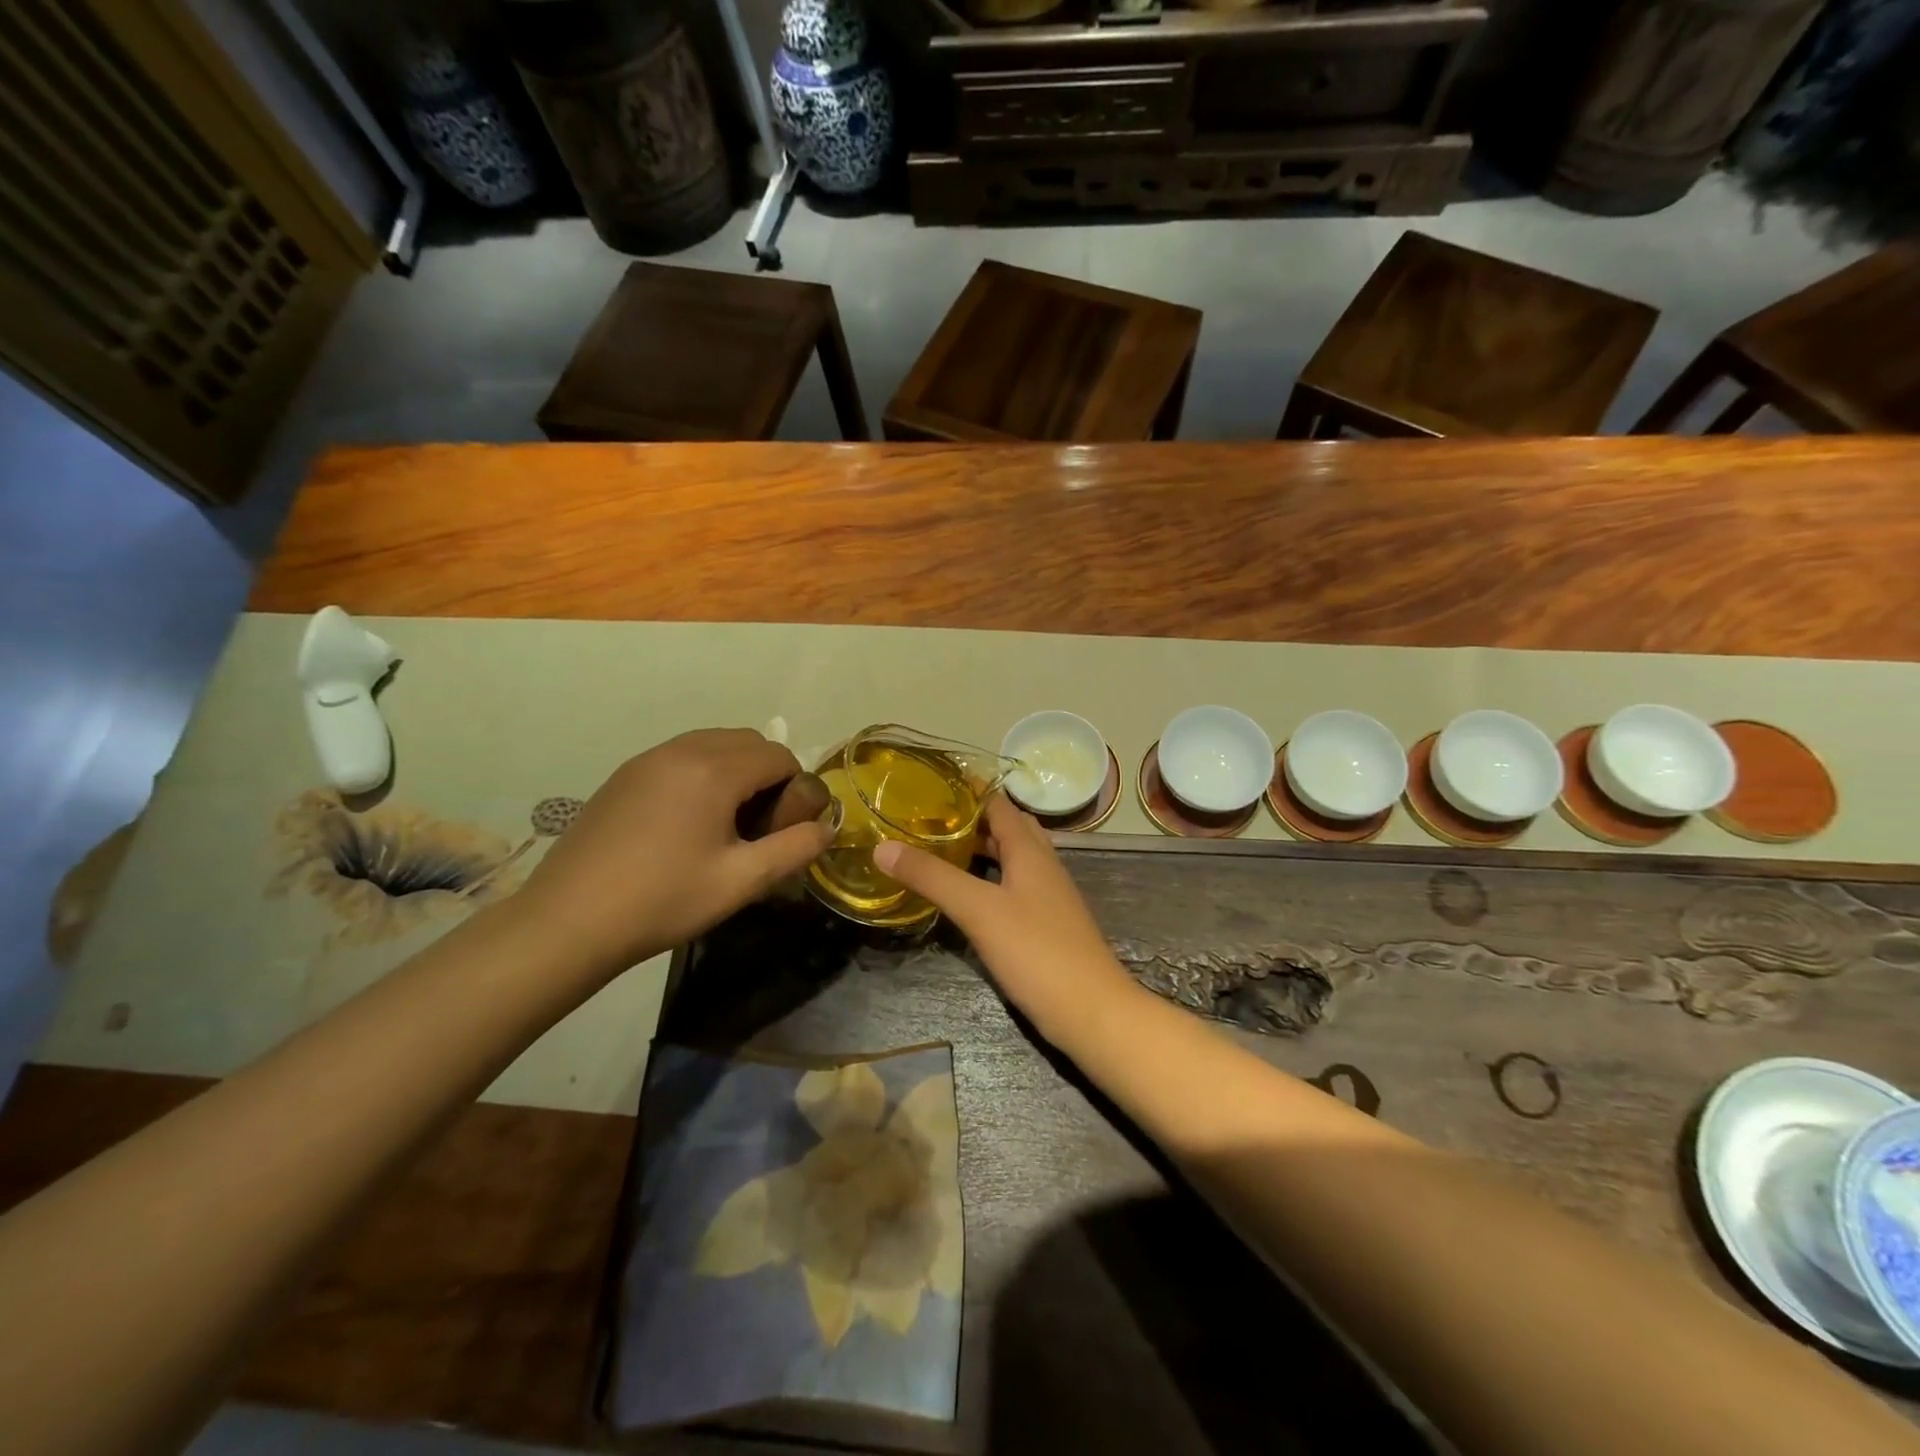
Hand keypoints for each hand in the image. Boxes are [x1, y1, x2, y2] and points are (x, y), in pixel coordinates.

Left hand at [518, 729, 832, 973]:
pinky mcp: (624, 774)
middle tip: (758, 825)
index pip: (779, 755)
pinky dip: (701, 773)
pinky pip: (681, 756)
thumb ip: (795, 849)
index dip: (795, 788)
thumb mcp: (742, 881)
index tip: (784, 828)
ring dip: (734, 770)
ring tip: (724, 823)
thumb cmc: (664, 900)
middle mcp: (683, 750)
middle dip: (767, 774)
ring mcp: (648, 759)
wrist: (568, 921)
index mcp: (715, 770)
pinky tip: (686, 822)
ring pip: (713, 744)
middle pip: (748, 741)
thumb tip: (827, 827)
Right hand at [873, 795, 1136, 1043]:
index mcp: (1030, 850)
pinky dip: (988, 881)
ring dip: (979, 851)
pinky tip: (966, 899)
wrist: (1092, 1011)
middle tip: (926, 820)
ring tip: (938, 852)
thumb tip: (882, 847)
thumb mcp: (978, 909)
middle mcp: (1042, 865)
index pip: (998, 804)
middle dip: (970, 821)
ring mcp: (1048, 896)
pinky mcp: (1046, 925)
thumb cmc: (1037, 951)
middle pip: (1007, 829)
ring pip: (1011, 860)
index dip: (967, 792)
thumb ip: (932, 876)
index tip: (928, 786)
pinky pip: (1013, 888)